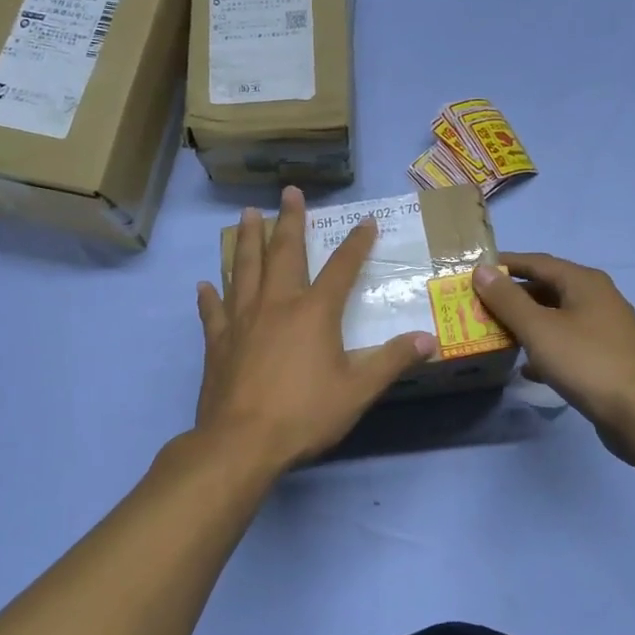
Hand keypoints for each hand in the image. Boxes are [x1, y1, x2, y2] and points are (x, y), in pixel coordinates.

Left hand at [195, 186, 437, 474]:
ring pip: (244, 269)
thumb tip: (429, 339)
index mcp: (314, 312)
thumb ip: (392, 361)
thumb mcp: (358, 390)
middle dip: (289, 221)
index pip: (341, 268)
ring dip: (247, 241)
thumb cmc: (304, 414)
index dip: (356, 243)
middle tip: (288, 192)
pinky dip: (210, 296)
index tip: (366, 221)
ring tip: (247, 215)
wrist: (241, 442)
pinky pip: (213, 311)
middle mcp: (276, 304)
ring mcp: (242, 320)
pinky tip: (205, 284)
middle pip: (284, 253)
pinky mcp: (218, 342)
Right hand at [471, 254, 634, 461]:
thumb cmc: (588, 362)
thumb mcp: (540, 328)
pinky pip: (567, 344)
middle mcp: (597, 298)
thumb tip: (482, 271)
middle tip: (479, 307)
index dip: (504, 265)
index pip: (536, 262)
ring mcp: (605, 329)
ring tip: (495, 334)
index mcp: (583, 282)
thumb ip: (508, 299)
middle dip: (512, 297)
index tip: (473, 272)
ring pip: (556, 318)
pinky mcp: (607, 358)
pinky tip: (526, 368)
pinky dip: (545, 350)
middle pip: (547, 289)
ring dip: (526, 324)